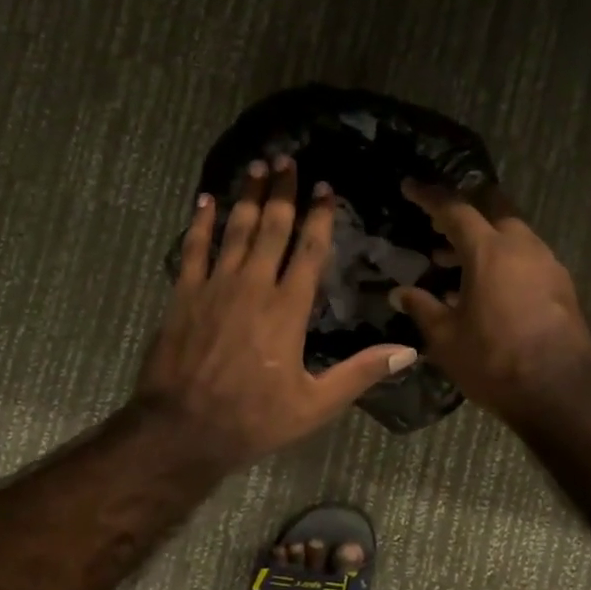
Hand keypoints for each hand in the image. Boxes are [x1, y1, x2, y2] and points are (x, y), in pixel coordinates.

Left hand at [136, 158, 419, 469]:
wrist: (182, 429)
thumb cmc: (253, 419)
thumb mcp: (315, 405)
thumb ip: (360, 373)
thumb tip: (408, 351)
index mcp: (287, 309)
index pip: (308, 250)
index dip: (319, 216)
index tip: (325, 188)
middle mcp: (252, 286)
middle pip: (271, 227)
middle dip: (282, 192)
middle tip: (288, 159)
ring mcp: (214, 287)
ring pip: (235, 229)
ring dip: (247, 196)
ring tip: (257, 166)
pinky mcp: (183, 295)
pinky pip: (193, 248)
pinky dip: (200, 222)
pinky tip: (206, 201)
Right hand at [391, 181, 590, 423]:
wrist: (562, 393)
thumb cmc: (494, 361)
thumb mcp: (446, 338)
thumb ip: (422, 308)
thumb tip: (400, 292)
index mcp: (489, 251)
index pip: (455, 209)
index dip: (430, 197)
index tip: (410, 187)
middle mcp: (523, 247)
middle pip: (494, 209)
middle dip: (466, 209)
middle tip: (440, 224)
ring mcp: (549, 264)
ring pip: (514, 234)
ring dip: (485, 240)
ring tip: (453, 263)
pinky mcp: (563, 286)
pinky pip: (527, 258)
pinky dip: (504, 260)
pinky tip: (486, 289)